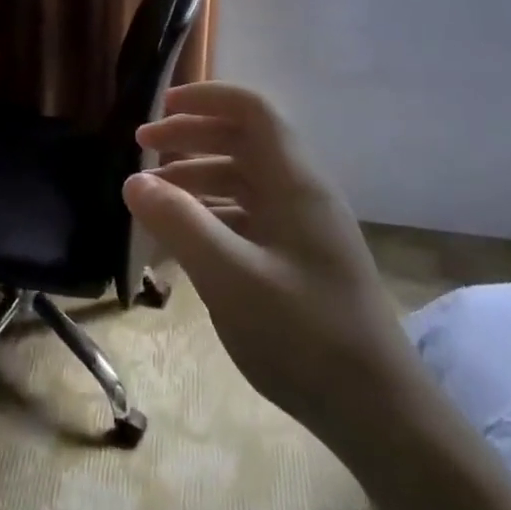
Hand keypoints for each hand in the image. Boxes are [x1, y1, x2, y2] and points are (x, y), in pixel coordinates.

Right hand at [122, 81, 416, 435]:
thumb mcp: (230, 278)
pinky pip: (250, 216)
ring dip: (198, 176)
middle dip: (192, 136)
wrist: (377, 411)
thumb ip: (180, 223)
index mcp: (294, 183)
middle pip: (244, 140)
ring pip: (245, 180)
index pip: (253, 111)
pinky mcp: (301, 259)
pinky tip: (184, 241)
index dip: (206, 98)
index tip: (159, 108)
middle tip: (143, 147)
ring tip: (155, 196)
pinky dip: (213, 214)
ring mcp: (304, 228)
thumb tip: (133, 180)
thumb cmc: (303, 336)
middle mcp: (302, 194)